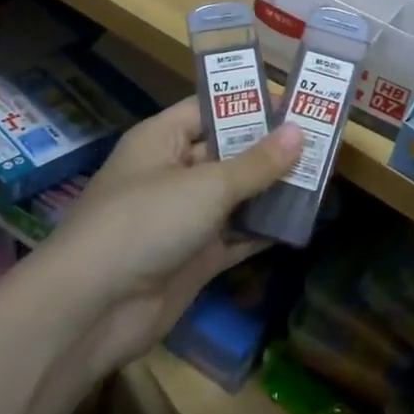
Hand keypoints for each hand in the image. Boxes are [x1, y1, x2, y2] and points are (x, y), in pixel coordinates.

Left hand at [33, 98, 301, 378]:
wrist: (92, 309)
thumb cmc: (146, 222)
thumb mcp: (207, 185)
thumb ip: (257, 163)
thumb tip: (299, 132)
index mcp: (161, 140)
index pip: (209, 108)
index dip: (249, 104)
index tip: (294, 103)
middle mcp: (171, 173)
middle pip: (227, 152)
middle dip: (269, 149)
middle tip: (320, 142)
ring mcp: (182, 219)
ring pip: (235, 196)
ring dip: (271, 191)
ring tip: (321, 178)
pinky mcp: (193, 258)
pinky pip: (235, 236)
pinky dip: (263, 231)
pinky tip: (301, 223)